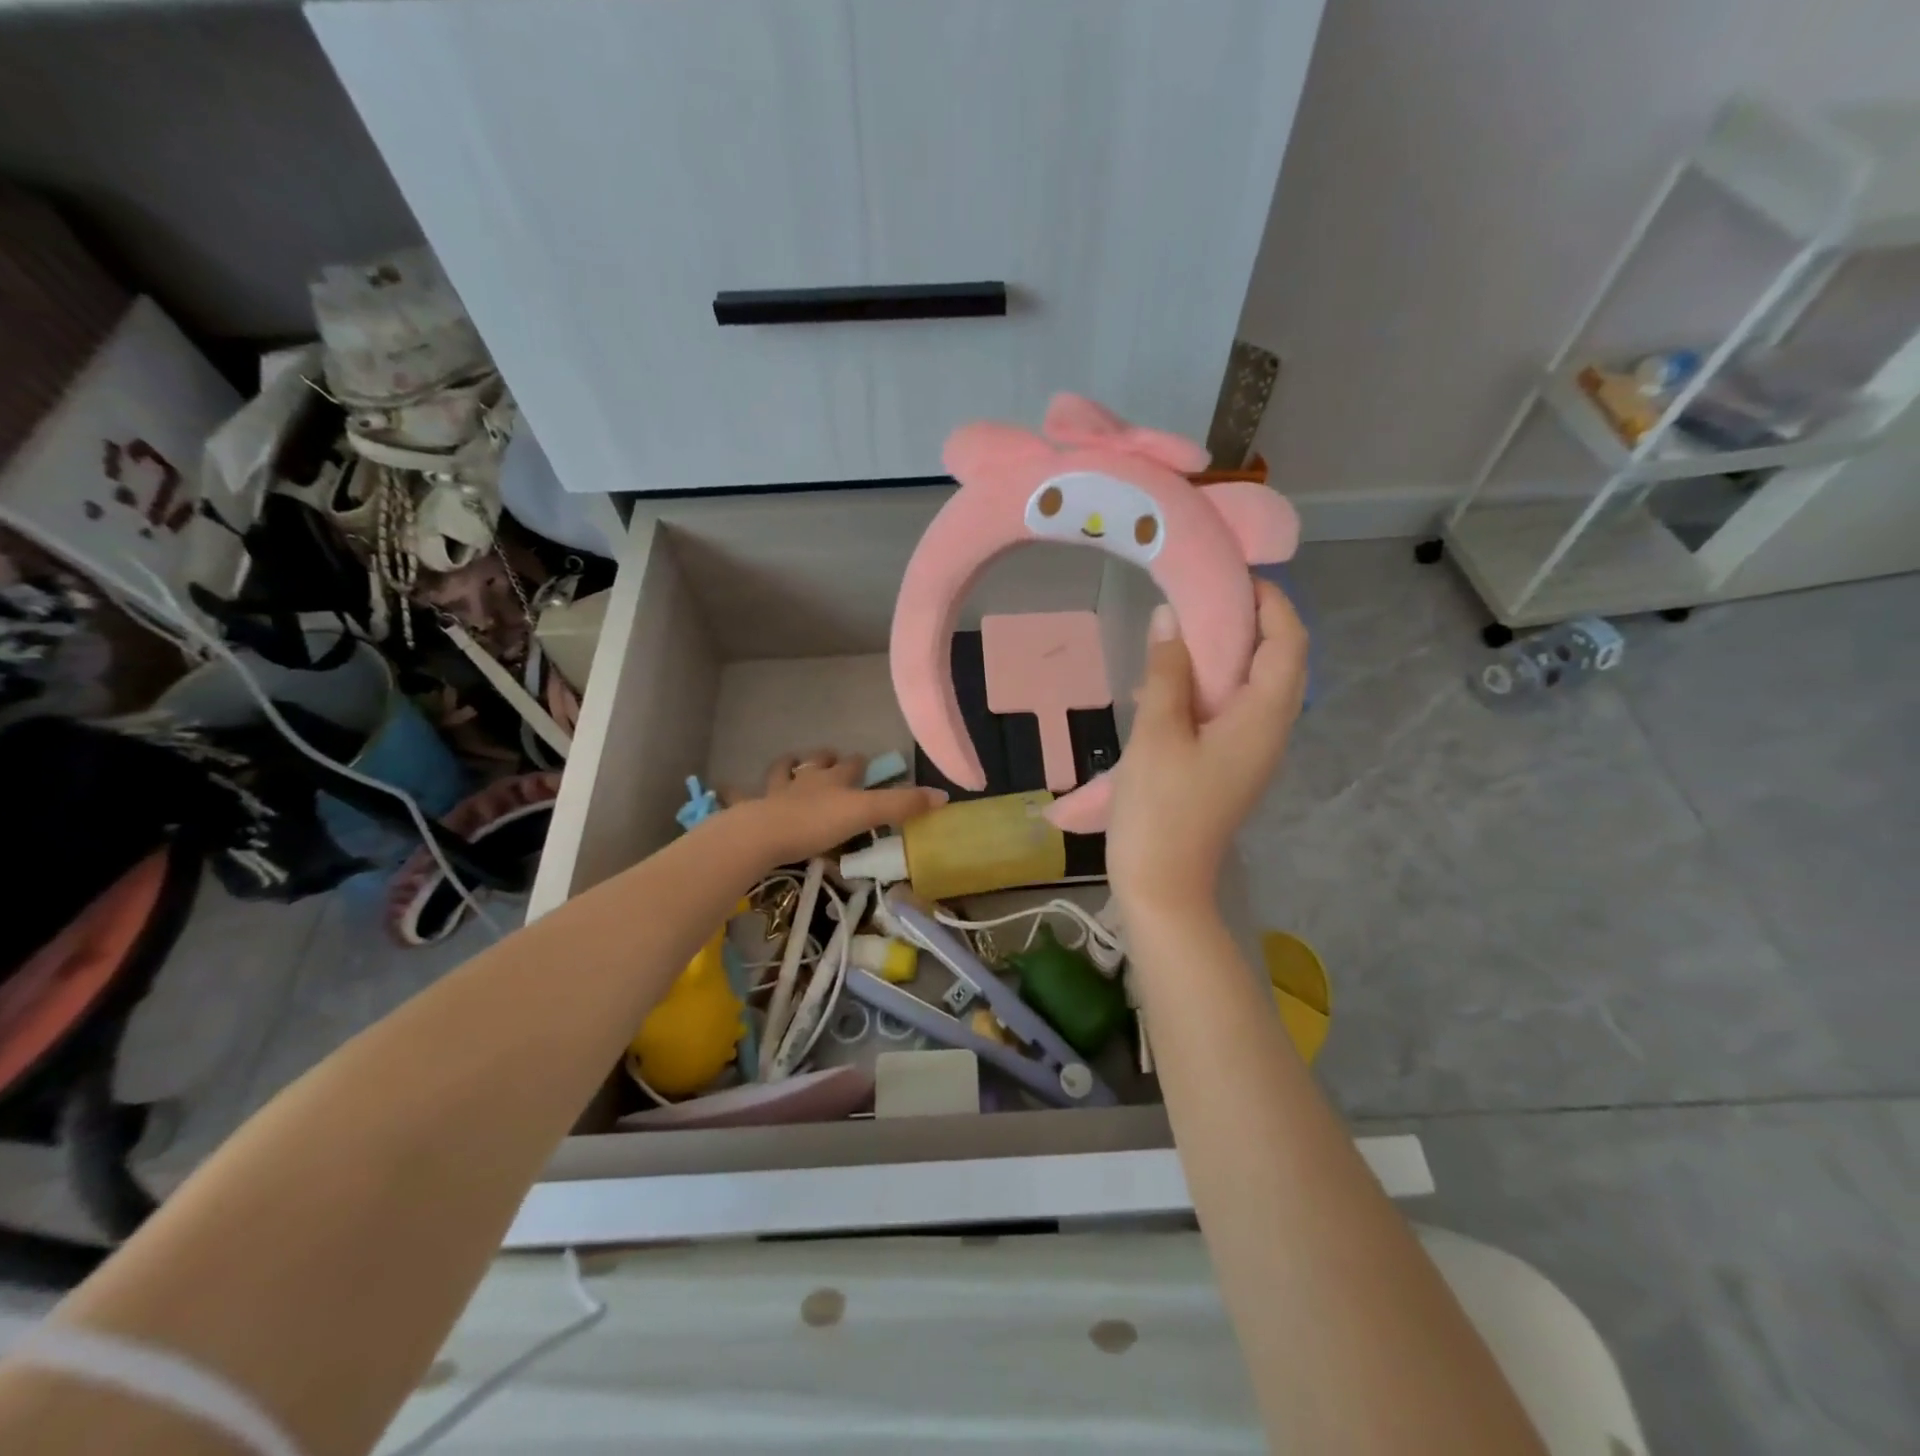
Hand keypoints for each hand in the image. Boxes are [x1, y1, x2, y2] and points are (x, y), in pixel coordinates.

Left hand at [726, 750, 945, 868]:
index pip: (851, 765)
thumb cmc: (817, 823)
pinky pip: (739, 795)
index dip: (859, 763)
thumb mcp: (866, 814)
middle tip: (829, 758)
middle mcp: (805, 780)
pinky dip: (734, 791)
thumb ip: (903, 806)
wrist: (763, 835)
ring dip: (786, 766)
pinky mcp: (750, 809)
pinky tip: (726, 787)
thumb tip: (944, 796)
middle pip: (816, 762)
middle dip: (824, 759)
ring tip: (789, 762)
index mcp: (833, 780)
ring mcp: (774, 793)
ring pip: (781, 771)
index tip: (865, 762)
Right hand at [1106, 579, 1307, 919]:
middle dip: (1250, 622)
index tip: (1232, 575)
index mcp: (1263, 718)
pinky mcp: (1231, 766)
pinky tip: (1168, 686)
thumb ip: (1167, 672)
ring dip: (1228, 654)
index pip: (1288, 642)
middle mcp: (1270, 731)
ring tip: (1184, 631)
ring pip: (1254, 686)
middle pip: (1278, 661)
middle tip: (1202, 596)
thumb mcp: (1157, 734)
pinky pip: (1232, 710)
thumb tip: (1170, 618)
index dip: (1271, 602)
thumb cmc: (1161, 810)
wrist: (1164, 885)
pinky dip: (1211, 685)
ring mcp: (1252, 752)